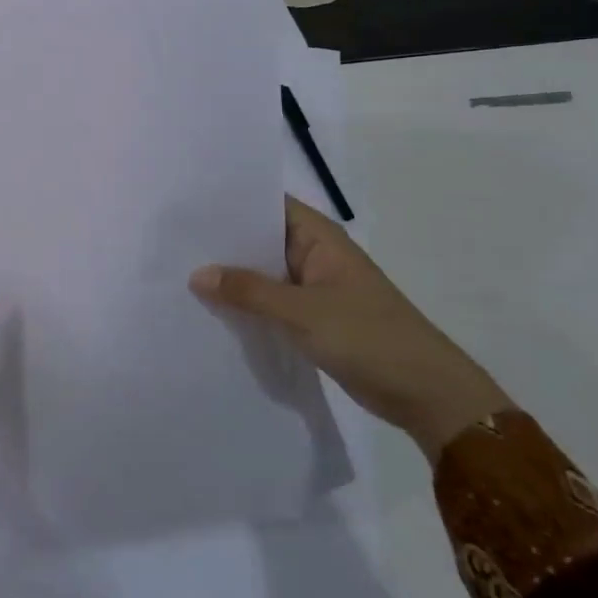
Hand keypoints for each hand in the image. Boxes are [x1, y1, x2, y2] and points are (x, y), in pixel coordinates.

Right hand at [190, 196, 510, 458]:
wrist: (427, 395)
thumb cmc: (369, 337)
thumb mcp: (303, 312)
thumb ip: (248, 291)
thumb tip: (196, 273)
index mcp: (319, 237)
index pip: (266, 204)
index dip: (229, 203)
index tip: (186, 204)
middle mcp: (314, 254)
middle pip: (259, 239)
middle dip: (221, 242)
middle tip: (170, 240)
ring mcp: (313, 287)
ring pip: (262, 273)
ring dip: (231, 276)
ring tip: (178, 271)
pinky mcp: (312, 318)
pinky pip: (270, 302)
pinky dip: (246, 304)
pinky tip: (211, 309)